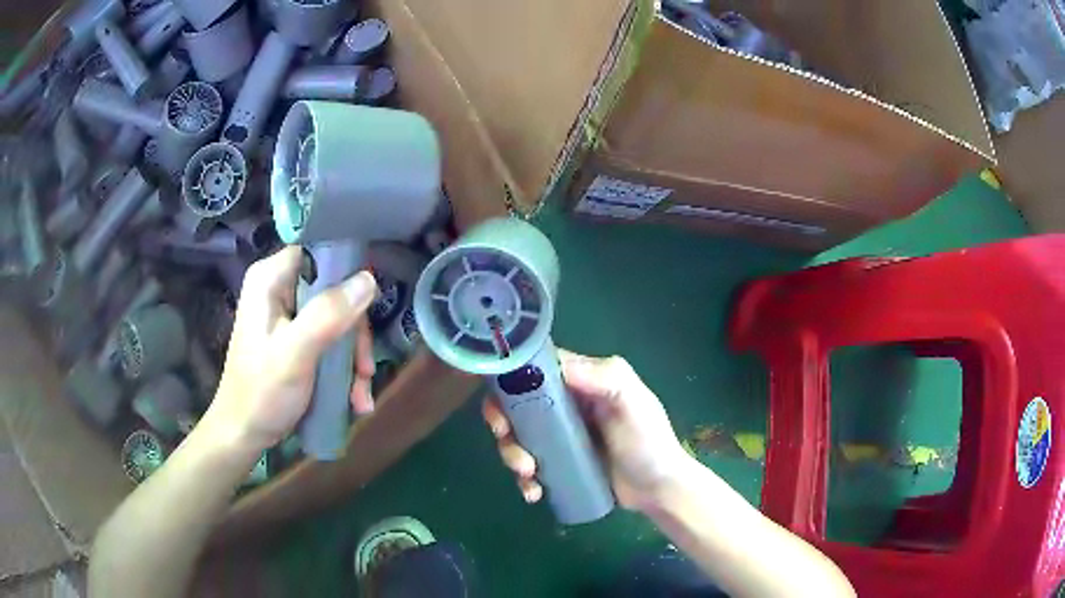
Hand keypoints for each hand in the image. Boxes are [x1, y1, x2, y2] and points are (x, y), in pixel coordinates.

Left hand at [206, 247, 377, 452]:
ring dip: (353, 359)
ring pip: (338, 319)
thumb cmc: (262, 394)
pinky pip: (331, 341)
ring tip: (360, 394)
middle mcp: (278, 289)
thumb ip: (328, 315)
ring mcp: (288, 315)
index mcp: (270, 279)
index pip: (319, 252)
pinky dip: (344, 368)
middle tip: (364, 370)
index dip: (348, 273)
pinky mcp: (296, 338)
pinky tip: (353, 396)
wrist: (244, 435)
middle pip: (335, 291)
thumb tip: (368, 279)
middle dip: (354, 335)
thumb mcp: (295, 354)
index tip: (367, 308)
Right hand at [483, 350, 693, 511]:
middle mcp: (566, 405)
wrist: (659, 489)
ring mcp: (561, 437)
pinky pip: (529, 466)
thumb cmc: (649, 440)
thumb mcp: (632, 402)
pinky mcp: (559, 464)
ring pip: (519, 437)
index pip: (536, 368)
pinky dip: (524, 479)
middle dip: (504, 422)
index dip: (511, 380)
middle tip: (506, 439)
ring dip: (512, 454)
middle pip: (518, 404)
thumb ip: (604, 377)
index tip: (501, 401)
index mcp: (582, 381)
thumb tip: (554, 365)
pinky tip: (534, 492)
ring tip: (528, 474)